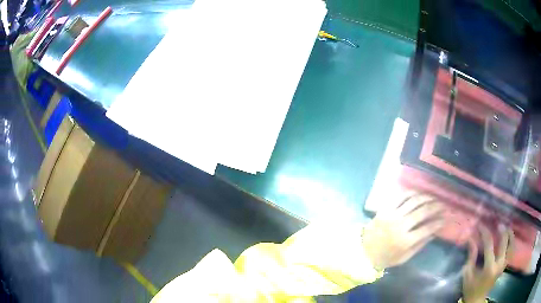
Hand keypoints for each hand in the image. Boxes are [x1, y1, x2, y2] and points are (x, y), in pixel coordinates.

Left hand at [363, 192, 444, 270]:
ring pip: (413, 201)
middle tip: (442, 204)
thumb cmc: (386, 257)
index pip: (428, 228)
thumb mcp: (404, 257)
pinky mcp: (384, 209)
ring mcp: (391, 215)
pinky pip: (400, 196)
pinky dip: (411, 193)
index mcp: (405, 241)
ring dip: (426, 197)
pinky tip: (418, 193)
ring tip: (433, 197)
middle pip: (423, 211)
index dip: (439, 222)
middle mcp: (400, 226)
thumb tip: (435, 232)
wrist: (362, 252)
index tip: (446, 218)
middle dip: (436, 206)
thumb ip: (420, 245)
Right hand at [462, 225, 513, 302]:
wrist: (477, 299)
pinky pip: (511, 249)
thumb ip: (472, 256)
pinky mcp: (505, 265)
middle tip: (497, 222)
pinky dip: (511, 241)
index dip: (485, 233)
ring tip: (506, 227)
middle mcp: (499, 264)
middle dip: (501, 230)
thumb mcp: (468, 274)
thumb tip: (471, 239)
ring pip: (511, 244)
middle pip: (504, 241)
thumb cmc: (470, 288)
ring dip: (509, 234)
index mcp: (489, 267)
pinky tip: (508, 237)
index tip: (481, 225)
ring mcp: (504, 264)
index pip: (489, 245)